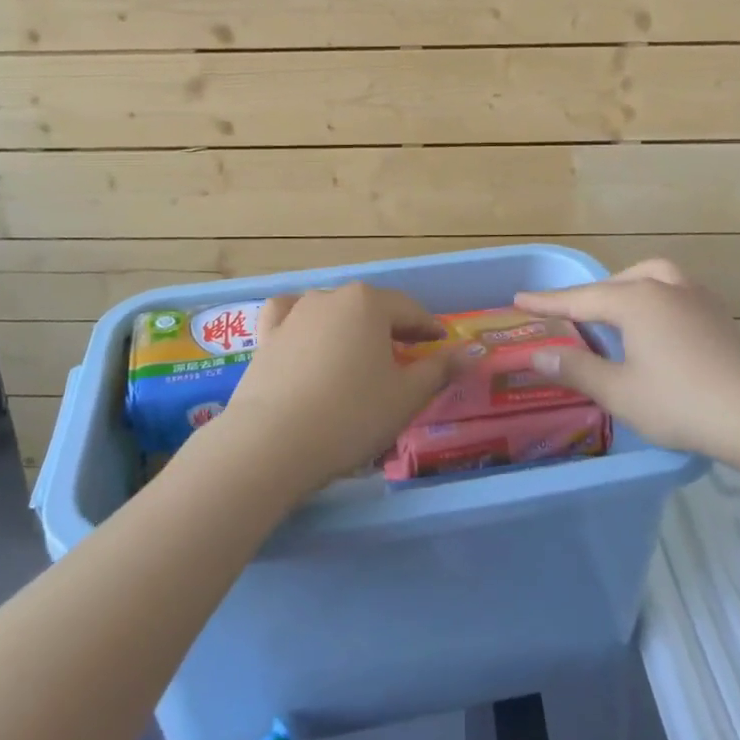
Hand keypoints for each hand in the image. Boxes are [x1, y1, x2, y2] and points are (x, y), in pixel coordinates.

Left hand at [201, 282, 455, 502]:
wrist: (273, 442)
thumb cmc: (351, 416)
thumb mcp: (406, 397)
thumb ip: (440, 370)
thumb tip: (473, 352)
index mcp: (368, 303)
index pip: (409, 310)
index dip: (428, 328)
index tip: (441, 344)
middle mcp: (330, 297)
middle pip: (371, 308)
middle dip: (391, 329)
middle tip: (406, 356)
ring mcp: (294, 315)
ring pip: (333, 313)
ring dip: (351, 329)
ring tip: (360, 356)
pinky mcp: (266, 337)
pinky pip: (290, 319)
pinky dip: (304, 324)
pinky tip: (307, 336)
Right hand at [515, 258, 739, 467]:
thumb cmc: (681, 402)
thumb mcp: (619, 392)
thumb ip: (576, 370)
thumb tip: (537, 355)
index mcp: (635, 301)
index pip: (580, 299)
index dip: (547, 302)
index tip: (518, 299)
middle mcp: (664, 287)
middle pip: (615, 283)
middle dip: (587, 295)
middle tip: (566, 313)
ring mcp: (696, 297)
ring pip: (650, 277)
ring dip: (625, 287)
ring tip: (613, 307)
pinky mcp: (718, 315)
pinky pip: (674, 290)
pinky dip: (653, 296)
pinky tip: (656, 321)